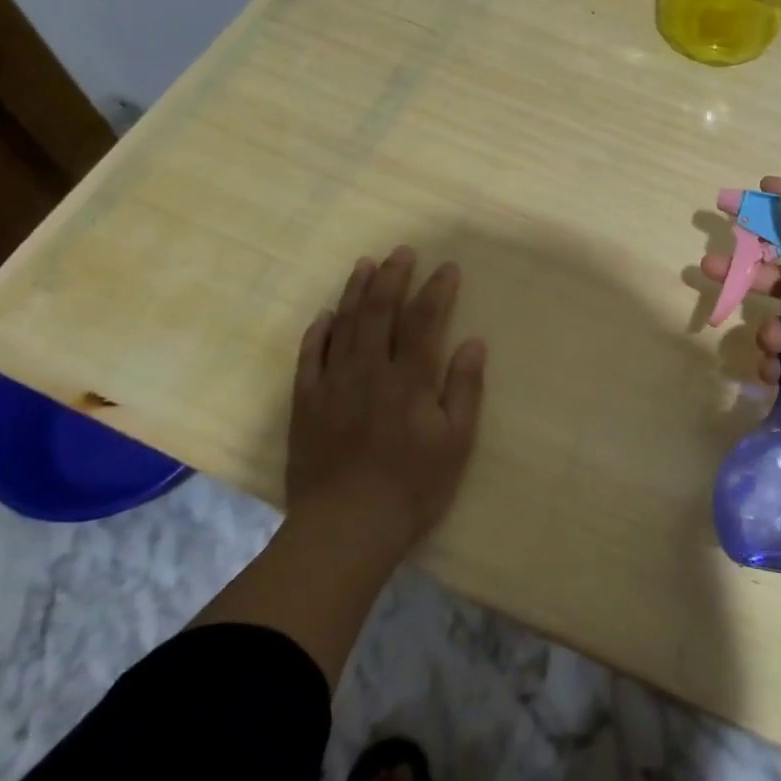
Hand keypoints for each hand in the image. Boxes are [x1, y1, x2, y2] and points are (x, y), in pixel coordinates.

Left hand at [287, 246, 486, 554]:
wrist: (345, 529)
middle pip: (380, 311)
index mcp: (409, 378)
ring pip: (344, 325)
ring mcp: (333, 384)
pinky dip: (318, 332)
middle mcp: (369, 370)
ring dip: (355, 292)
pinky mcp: (306, 403)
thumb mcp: (456, 442)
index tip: (446, 267)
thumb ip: (464, 389)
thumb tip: (474, 342)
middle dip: (392, 277)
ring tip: (364, 264)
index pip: (424, 319)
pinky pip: (310, 357)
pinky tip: (325, 315)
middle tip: (401, 252)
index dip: (436, 289)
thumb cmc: (412, 487)